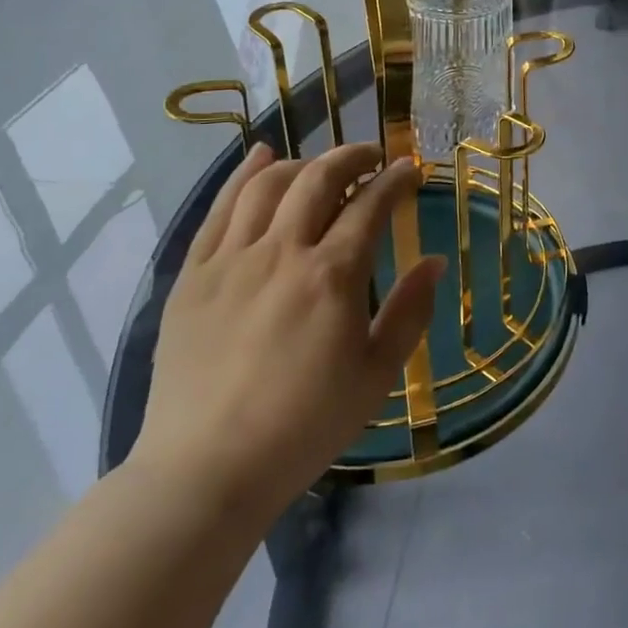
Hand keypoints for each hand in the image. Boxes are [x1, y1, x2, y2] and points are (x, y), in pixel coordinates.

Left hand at [132, 142, 443, 517]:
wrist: (206, 471)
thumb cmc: (305, 425)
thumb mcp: (377, 374)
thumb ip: (410, 312)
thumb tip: (434, 262)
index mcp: (332, 275)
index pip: (371, 205)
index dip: (395, 180)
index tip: (411, 170)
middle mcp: (282, 252)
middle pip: (319, 179)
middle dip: (352, 157)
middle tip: (372, 156)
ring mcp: (231, 260)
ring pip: (268, 185)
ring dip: (303, 162)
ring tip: (322, 164)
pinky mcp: (193, 275)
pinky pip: (218, 209)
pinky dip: (243, 175)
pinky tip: (260, 157)